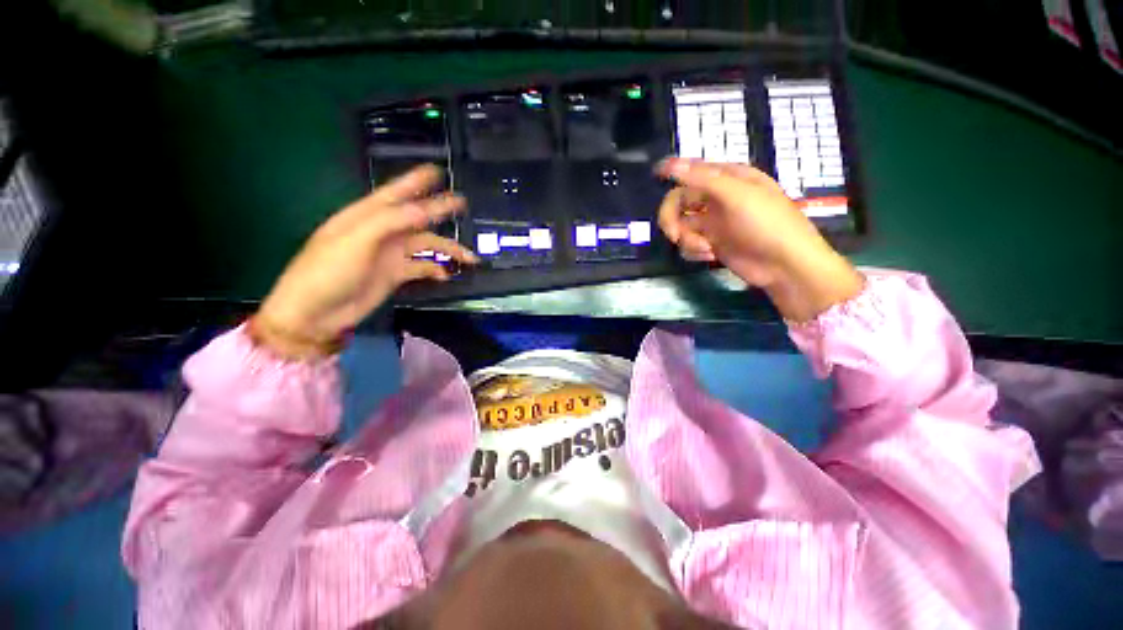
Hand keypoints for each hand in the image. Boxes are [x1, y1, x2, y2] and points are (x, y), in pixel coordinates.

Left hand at [255, 165, 476, 356]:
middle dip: (440, 211)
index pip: (396, 193)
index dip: (416, 181)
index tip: (437, 171)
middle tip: (462, 204)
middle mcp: (382, 231)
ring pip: (426, 245)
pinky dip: (436, 270)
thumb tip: (425, 210)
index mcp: (367, 215)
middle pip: (418, 218)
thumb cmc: (327, 270)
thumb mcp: (356, 239)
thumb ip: (391, 221)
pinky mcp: (395, 274)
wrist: (316, 313)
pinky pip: (423, 267)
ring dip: (447, 249)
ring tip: (470, 257)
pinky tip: (446, 275)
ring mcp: (390, 253)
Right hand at [656, 158, 863, 321]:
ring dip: (687, 240)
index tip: (655, 175)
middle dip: (672, 219)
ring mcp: (713, 223)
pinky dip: (694, 251)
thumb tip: (669, 164)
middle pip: (678, 202)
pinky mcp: (711, 244)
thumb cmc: (766, 224)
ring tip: (706, 249)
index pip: (692, 170)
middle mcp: (716, 198)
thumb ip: (702, 179)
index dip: (673, 171)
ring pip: (681, 226)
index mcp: (727, 179)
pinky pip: (688, 244)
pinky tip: (711, 256)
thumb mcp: (737, 196)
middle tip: (675, 235)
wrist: (785, 265)